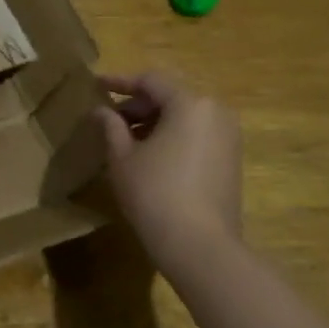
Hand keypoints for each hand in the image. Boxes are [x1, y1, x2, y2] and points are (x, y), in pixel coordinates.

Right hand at [95, 71, 244, 289]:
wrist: (200, 246)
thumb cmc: (154, 193)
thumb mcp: (122, 158)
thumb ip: (111, 127)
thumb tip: (101, 111)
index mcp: (190, 103)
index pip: (151, 81)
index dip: (120, 82)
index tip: (96, 86)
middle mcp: (215, 112)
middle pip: (171, 96)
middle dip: (138, 105)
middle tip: (109, 119)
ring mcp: (229, 136)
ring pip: (185, 116)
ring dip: (155, 121)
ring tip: (126, 139)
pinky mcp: (232, 159)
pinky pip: (197, 134)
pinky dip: (173, 136)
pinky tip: (151, 156)